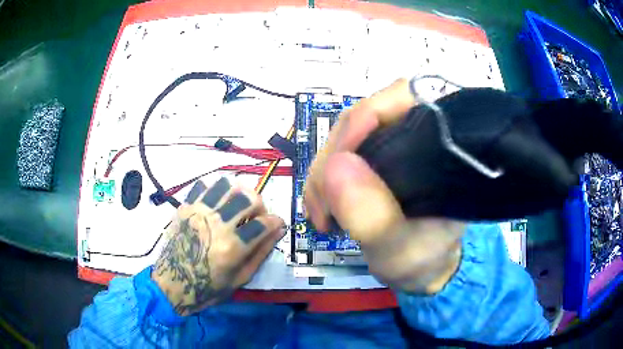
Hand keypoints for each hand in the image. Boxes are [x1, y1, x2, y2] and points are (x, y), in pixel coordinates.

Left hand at [152, 177, 284, 314]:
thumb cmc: (208, 288)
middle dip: (260, 206)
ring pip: (227, 185)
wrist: (172, 284)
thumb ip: (261, 252)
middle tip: (256, 218)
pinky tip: (217, 203)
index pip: (264, 223)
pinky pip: (204, 185)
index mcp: (232, 247)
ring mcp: (199, 213)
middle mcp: (216, 224)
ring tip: (237, 206)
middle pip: (248, 198)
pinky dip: (216, 189)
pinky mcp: (185, 208)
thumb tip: (278, 230)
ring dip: (239, 193)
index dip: (276, 222)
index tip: (277, 224)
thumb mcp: (240, 278)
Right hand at [304, 79, 464, 293]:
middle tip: (322, 207)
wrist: (422, 267)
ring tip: (321, 214)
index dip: (365, 120)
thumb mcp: (402, 252)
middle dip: (333, 158)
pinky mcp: (375, 155)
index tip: (337, 166)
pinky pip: (340, 152)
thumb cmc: (423, 260)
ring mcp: (394, 142)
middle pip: (364, 117)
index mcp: (443, 146)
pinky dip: (324, 177)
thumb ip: (375, 219)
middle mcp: (419, 134)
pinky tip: (321, 205)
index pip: (404, 100)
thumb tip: (335, 166)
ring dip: (323, 172)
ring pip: (346, 135)